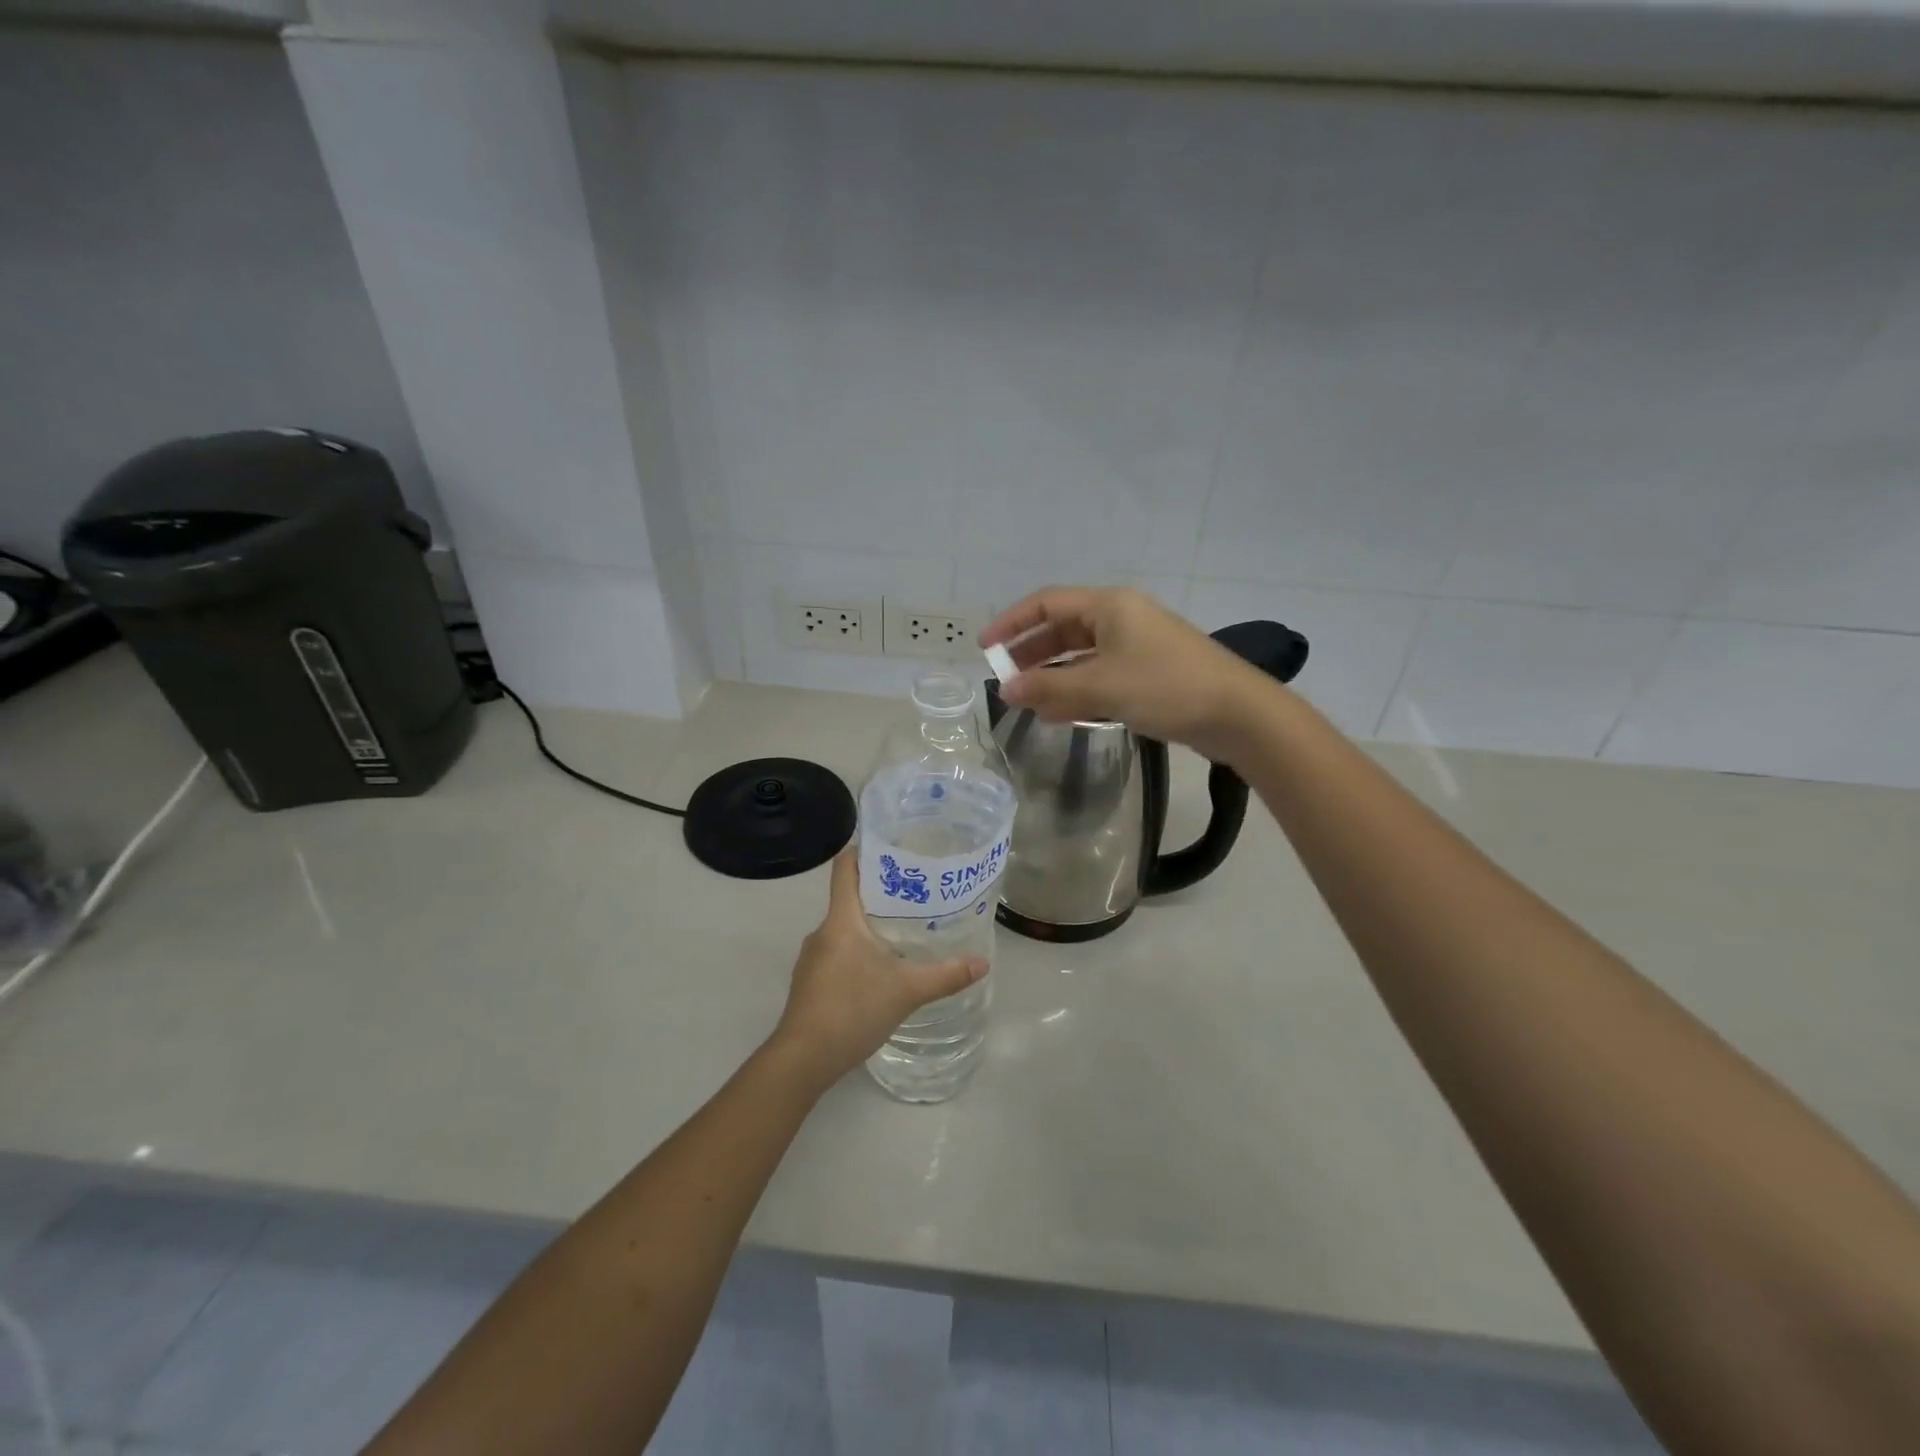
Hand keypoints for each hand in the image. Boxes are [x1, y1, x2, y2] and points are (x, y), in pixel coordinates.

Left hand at [771, 851, 986, 1087]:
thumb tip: (983, 963)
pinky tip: (881, 973)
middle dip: (881, 894)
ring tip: (905, 934)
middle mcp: (822, 931)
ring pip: (844, 930)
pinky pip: (837, 955)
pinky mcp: (810, 983)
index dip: (864, 851)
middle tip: (918, 894)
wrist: (803, 1059)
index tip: (893, 847)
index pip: (845, 868)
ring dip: (871, 928)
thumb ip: (946, 975)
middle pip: (850, 898)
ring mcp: (812, 959)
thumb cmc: (852, 1010)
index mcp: (841, 919)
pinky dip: (859, 954)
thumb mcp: (907, 991)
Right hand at [981, 586, 1266, 756]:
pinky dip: (1078, 690)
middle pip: (1063, 628)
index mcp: (1109, 606)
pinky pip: (1101, 675)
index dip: (1011, 624)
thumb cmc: (1166, 687)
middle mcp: (1121, 619)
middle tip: (1004, 678)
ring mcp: (1137, 646)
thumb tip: (1006, 691)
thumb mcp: (1101, 687)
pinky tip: (1062, 713)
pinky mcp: (1149, 673)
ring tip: (1027, 701)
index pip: (1047, 604)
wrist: (1237, 714)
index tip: (985, 649)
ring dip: (1052, 675)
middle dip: (1030, 653)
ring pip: (1081, 655)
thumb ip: (1049, 688)